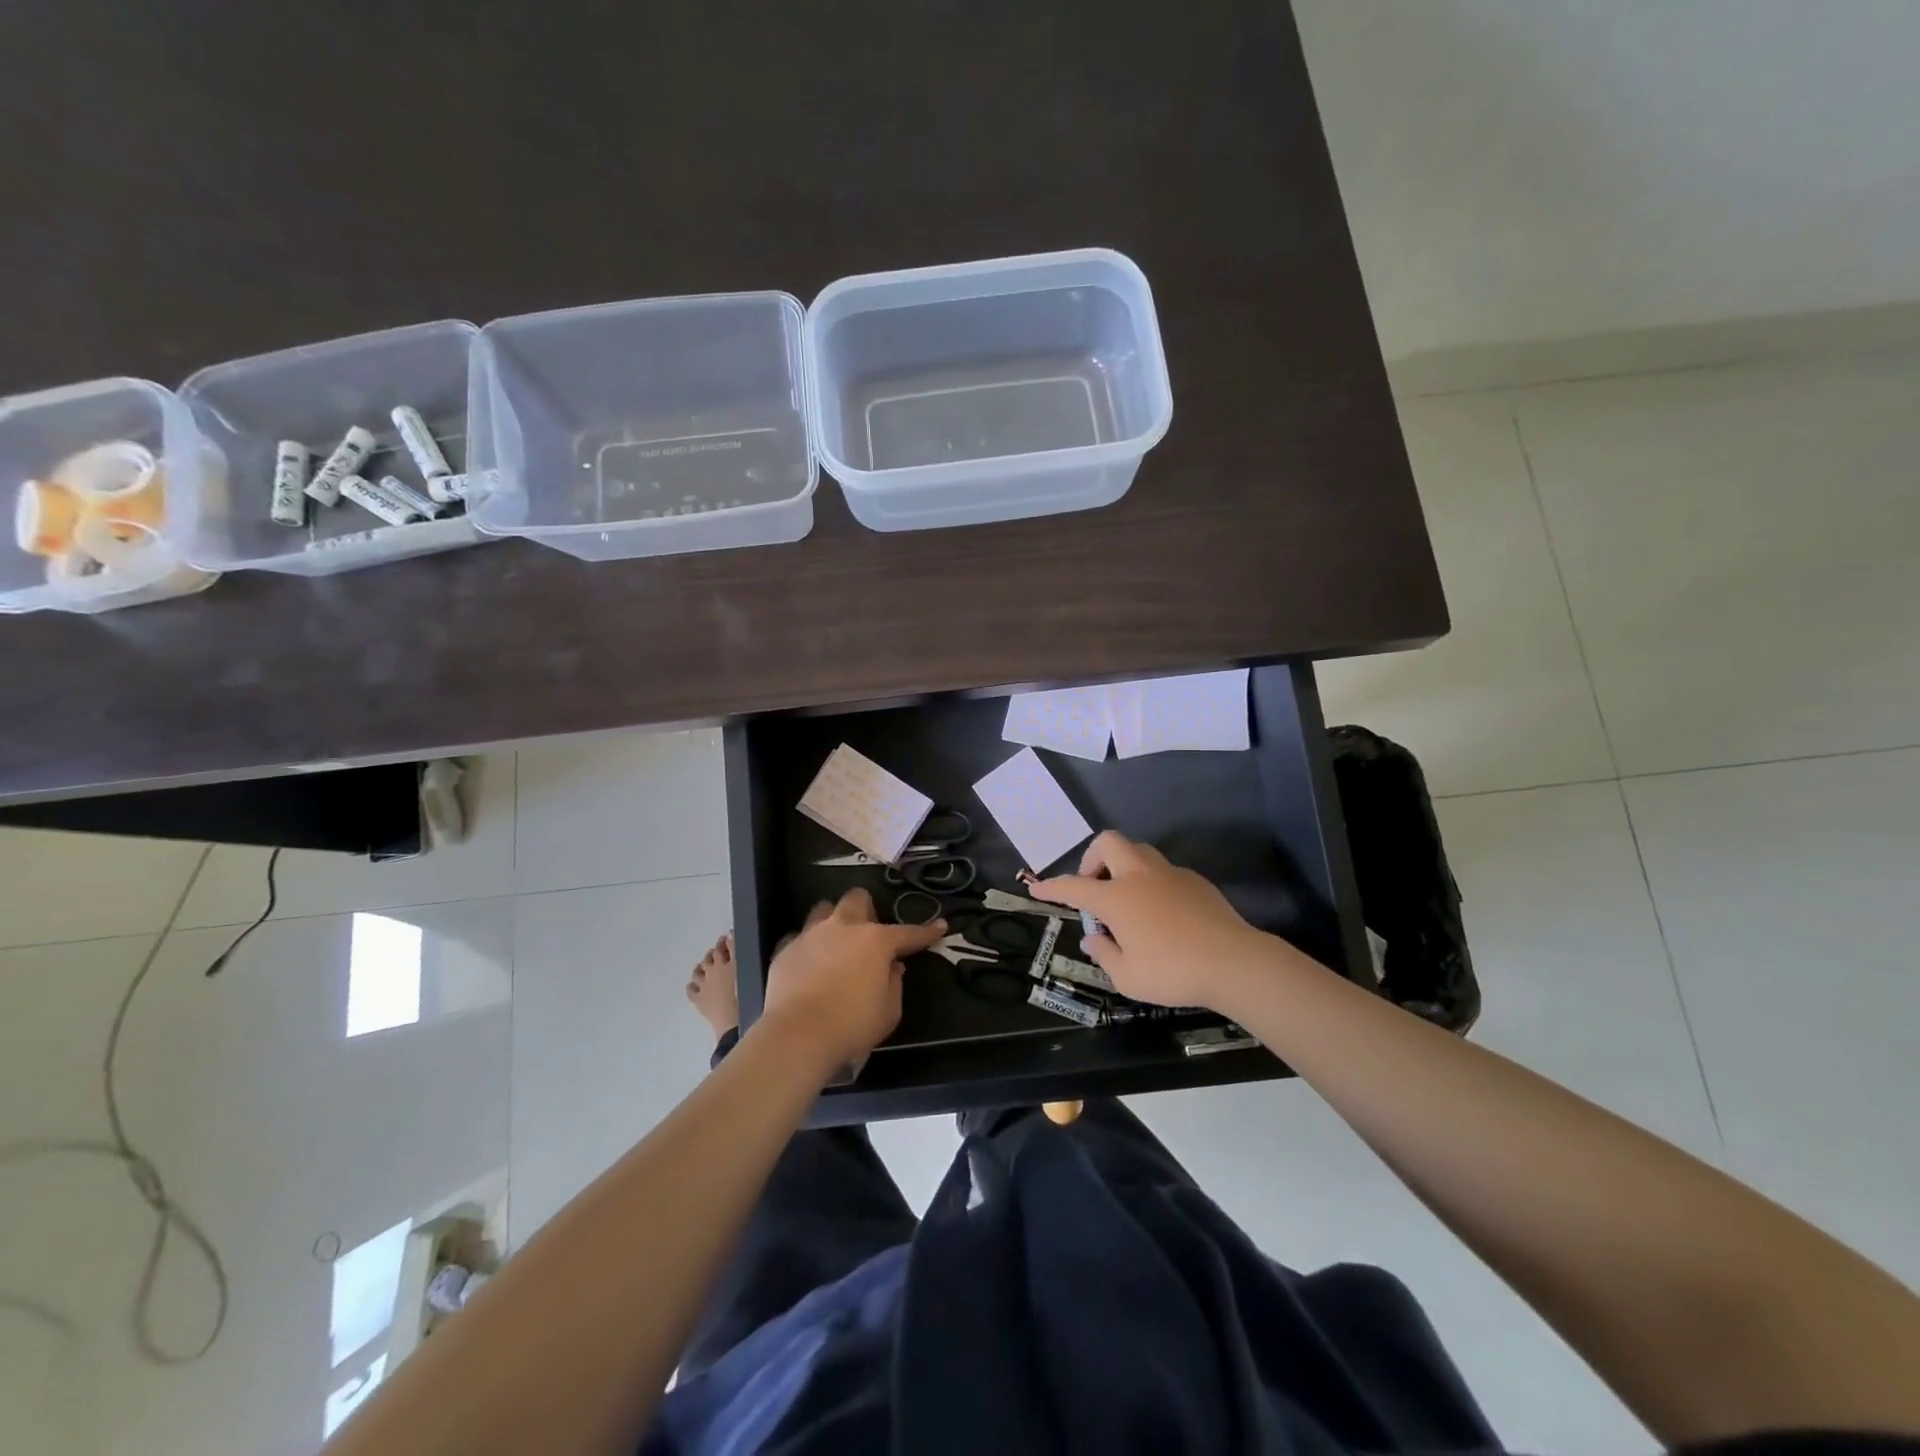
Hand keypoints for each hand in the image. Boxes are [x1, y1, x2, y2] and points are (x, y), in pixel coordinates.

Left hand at [757, 888, 945, 1072]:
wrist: (798, 1035)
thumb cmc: (852, 1024)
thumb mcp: (889, 1011)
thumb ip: (894, 984)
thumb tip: (893, 967)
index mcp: (875, 941)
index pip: (908, 932)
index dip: (926, 931)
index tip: (940, 925)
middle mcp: (843, 928)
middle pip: (856, 899)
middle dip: (866, 910)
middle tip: (868, 933)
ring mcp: (810, 935)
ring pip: (823, 910)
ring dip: (833, 922)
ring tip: (835, 943)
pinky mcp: (785, 950)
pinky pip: (798, 939)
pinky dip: (807, 949)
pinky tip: (809, 966)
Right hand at [1029, 831, 1275, 1010]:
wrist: (1234, 963)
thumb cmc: (1173, 972)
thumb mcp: (1128, 977)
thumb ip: (1104, 954)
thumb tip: (1094, 937)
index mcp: (1117, 897)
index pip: (1073, 886)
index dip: (1051, 887)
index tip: (1036, 889)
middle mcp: (1139, 876)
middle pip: (1107, 842)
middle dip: (1092, 859)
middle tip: (1094, 888)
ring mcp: (1170, 874)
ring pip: (1138, 851)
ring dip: (1123, 867)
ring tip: (1126, 900)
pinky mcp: (1195, 881)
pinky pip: (1163, 871)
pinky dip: (1151, 883)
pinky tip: (1160, 913)